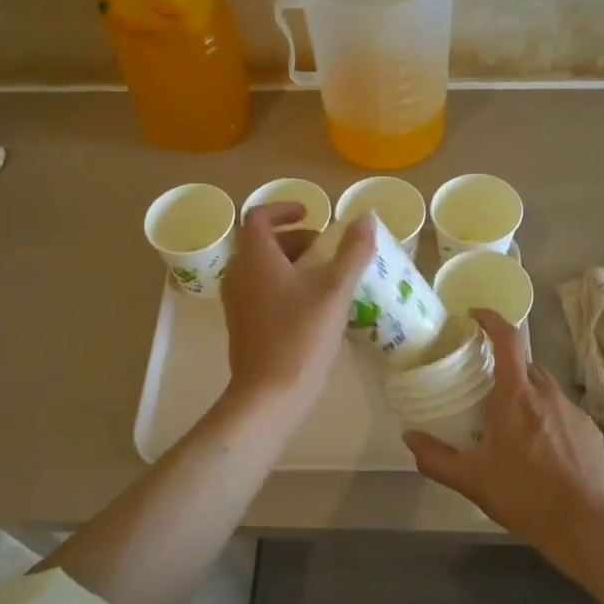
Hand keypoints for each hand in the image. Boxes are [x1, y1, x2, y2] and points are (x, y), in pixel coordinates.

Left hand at [222, 205, 374, 419]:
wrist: (270, 394)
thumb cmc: (301, 335)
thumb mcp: (335, 290)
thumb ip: (353, 251)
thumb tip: (365, 218)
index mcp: (255, 258)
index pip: (259, 217)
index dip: (284, 209)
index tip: (311, 214)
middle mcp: (239, 274)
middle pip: (262, 243)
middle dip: (295, 239)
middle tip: (326, 248)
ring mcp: (237, 302)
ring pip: (262, 268)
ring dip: (291, 262)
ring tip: (326, 275)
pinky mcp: (243, 325)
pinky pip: (261, 291)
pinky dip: (284, 285)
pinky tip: (314, 305)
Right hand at [403, 310, 603, 559]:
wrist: (585, 525)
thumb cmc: (524, 496)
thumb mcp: (471, 480)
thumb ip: (436, 458)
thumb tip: (409, 437)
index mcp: (517, 396)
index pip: (508, 340)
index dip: (492, 319)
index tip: (475, 315)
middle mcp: (547, 393)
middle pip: (525, 363)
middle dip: (505, 365)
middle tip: (484, 383)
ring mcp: (573, 410)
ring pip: (544, 386)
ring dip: (526, 392)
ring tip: (510, 419)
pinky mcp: (589, 429)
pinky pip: (562, 409)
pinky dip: (546, 415)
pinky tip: (539, 446)